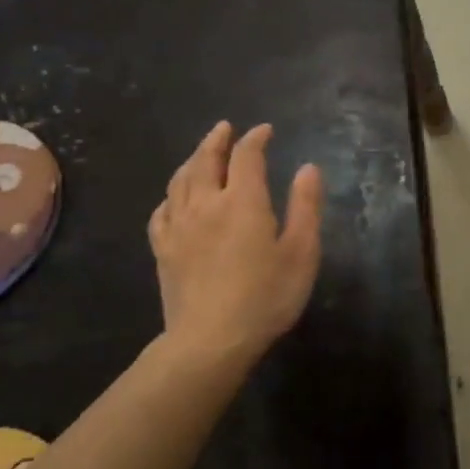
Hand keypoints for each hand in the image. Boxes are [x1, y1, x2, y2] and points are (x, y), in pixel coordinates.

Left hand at [149, 122, 323, 358]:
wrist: (210, 341)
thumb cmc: (265, 297)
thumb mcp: (301, 253)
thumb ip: (305, 207)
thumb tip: (308, 168)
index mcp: (243, 201)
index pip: (246, 156)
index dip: (255, 138)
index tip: (265, 131)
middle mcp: (206, 204)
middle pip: (206, 160)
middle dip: (216, 140)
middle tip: (224, 128)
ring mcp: (179, 226)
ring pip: (180, 180)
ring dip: (192, 160)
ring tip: (200, 153)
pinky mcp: (163, 249)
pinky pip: (161, 211)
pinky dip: (171, 196)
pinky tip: (175, 199)